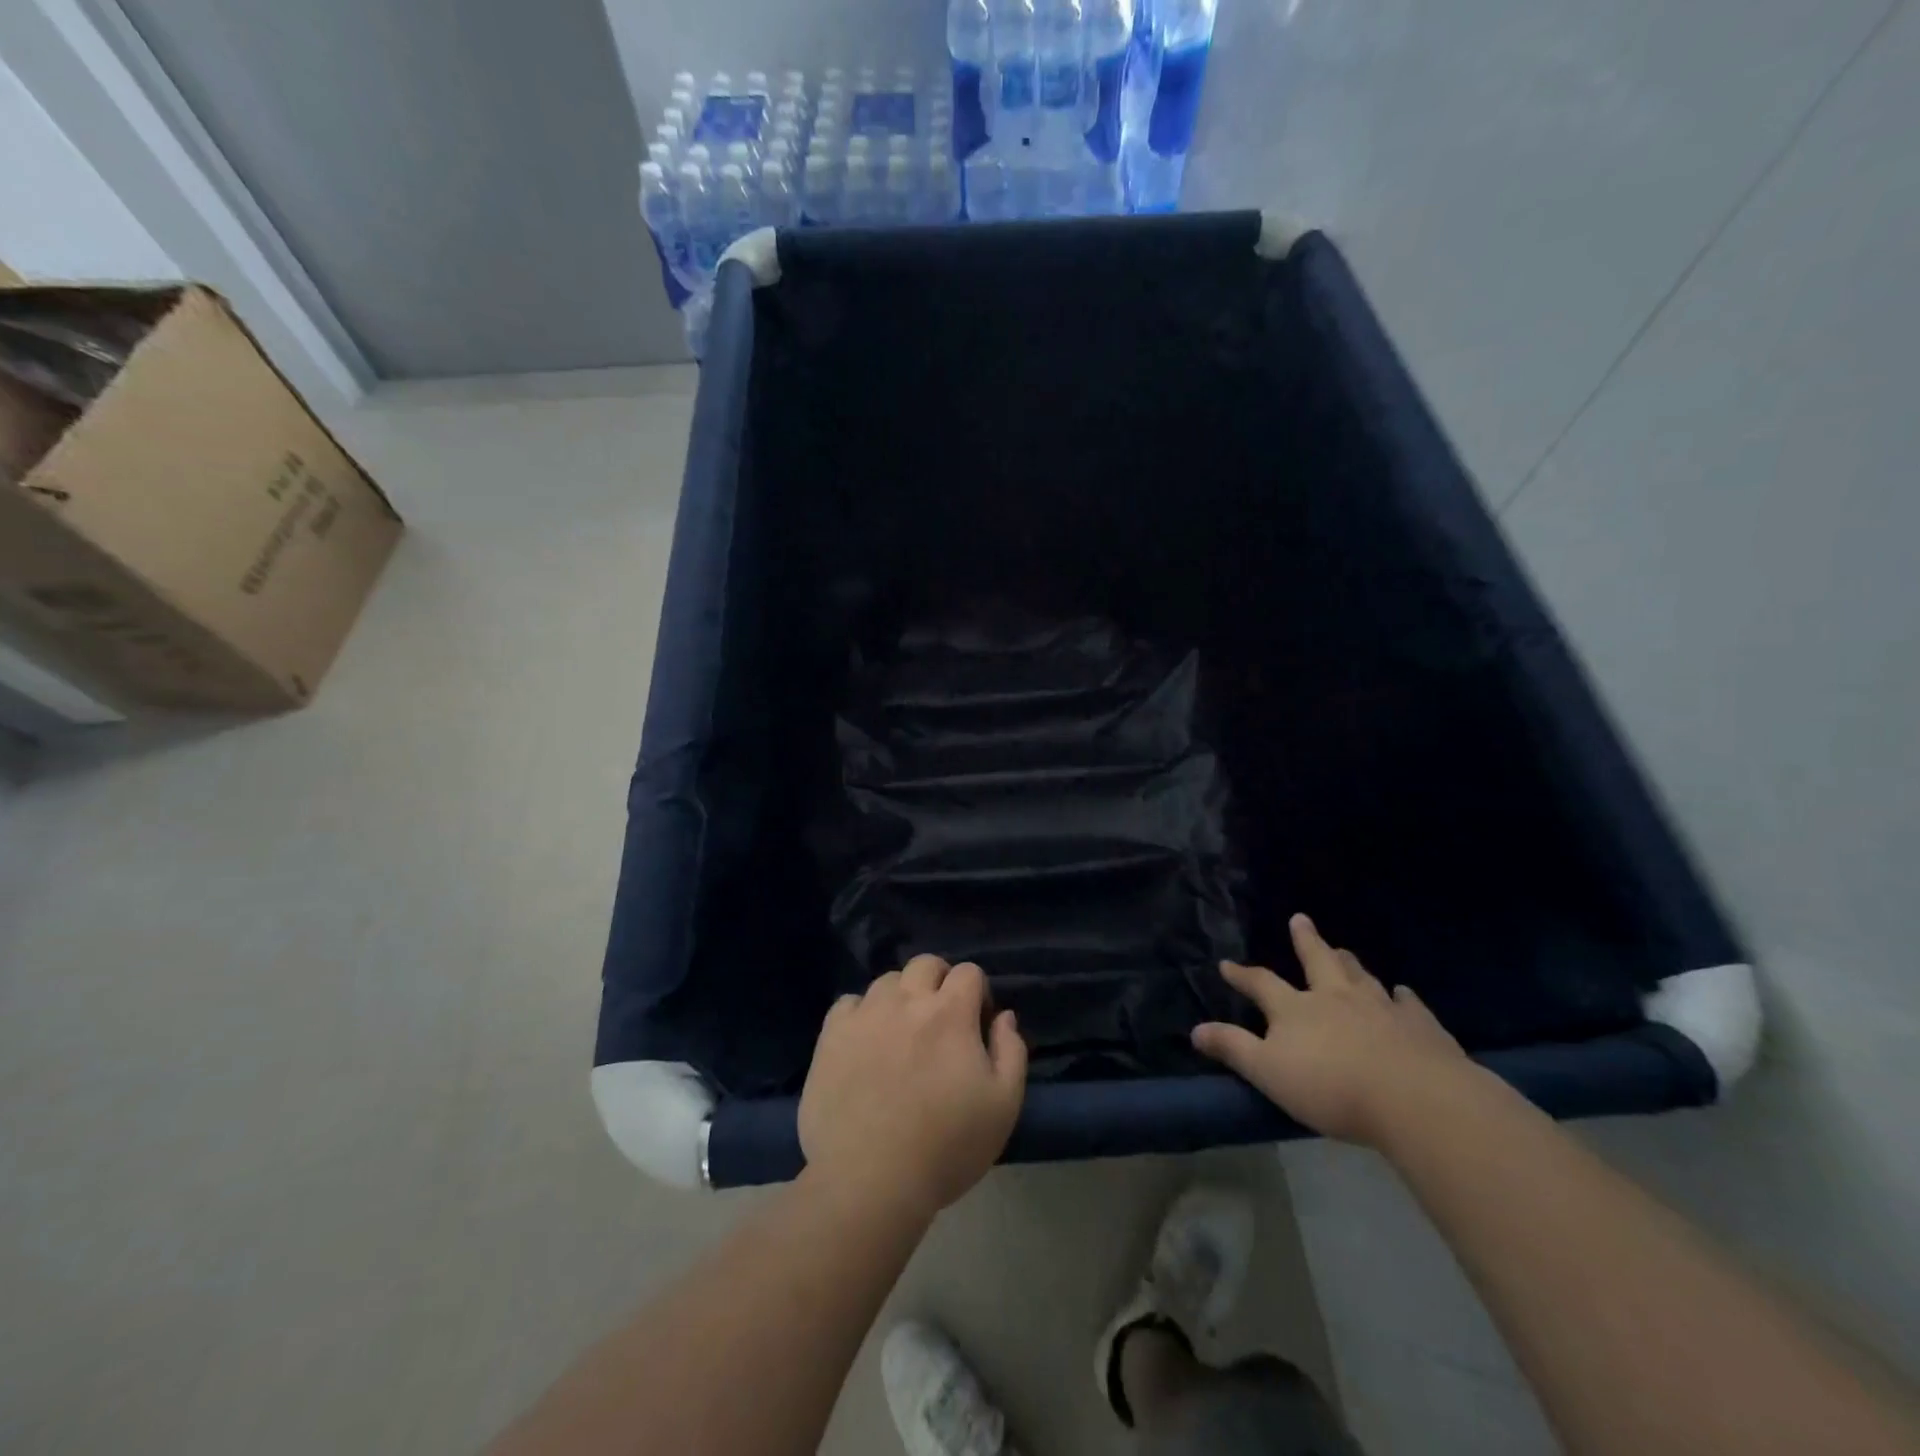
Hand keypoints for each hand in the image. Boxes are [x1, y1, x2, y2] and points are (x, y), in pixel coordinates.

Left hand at [799, 956, 1027, 1219]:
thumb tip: (1004, 1016)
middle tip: (941, 1019)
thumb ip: (1011, 1051)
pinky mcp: (832, 1036)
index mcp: (950, 1013)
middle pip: (925, 964)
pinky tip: (865, 1042)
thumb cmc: (947, 1146)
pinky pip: (848, 1004)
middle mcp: (906, 1000)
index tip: (977, 1024)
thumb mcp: (1003, 1105)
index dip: (977, 993)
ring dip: (901, 996)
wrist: (870, 1181)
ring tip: (901, 1032)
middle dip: (940, 981)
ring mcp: (865, 1015)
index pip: (968, 972)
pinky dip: (861, 1013)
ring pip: (887, 981)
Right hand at [1192, 914, 1471, 1146]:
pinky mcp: (1421, 1027)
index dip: (1242, 975)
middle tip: (1300, 920)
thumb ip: (1233, 1048)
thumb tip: (1195, 1030)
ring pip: (1361, 977)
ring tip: (1344, 951)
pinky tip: (1404, 993)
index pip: (1262, 983)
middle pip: (1318, 962)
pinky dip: (1404, 997)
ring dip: (1349, 963)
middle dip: (1306, 941)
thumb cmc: (1331, 1087)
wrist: (1415, 1099)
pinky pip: (1410, 1005)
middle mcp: (1336, 998)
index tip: (1227, 965)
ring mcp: (1382, 1008)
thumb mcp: (1268, 1071)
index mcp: (1297, 1008)